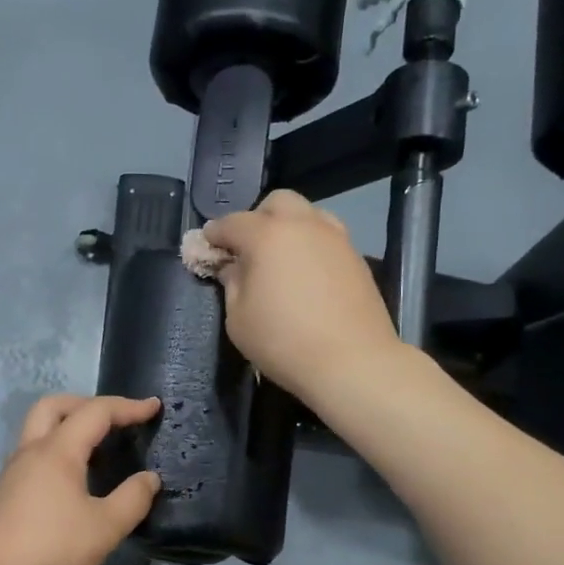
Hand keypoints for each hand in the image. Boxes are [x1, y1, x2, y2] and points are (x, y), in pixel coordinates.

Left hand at [0, 394, 162, 564]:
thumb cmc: (51, 550)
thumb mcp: (104, 528)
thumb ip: (132, 499)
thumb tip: (149, 478)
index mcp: (57, 451)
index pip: (95, 412)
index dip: (127, 407)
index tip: (153, 408)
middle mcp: (30, 452)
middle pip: (54, 407)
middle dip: (86, 404)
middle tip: (113, 419)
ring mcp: (12, 472)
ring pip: (38, 430)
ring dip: (68, 427)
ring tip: (97, 450)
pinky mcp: (5, 494)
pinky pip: (33, 456)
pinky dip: (57, 452)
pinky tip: (72, 481)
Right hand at [202, 190, 404, 399]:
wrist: (352, 362)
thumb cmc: (283, 342)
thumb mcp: (239, 319)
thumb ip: (232, 284)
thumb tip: (233, 267)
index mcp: (267, 236)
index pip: (232, 223)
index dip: (215, 233)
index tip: (207, 245)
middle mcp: (303, 225)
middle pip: (277, 203)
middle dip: (257, 218)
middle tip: (247, 249)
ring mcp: (336, 238)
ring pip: (308, 214)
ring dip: (289, 228)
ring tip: (281, 259)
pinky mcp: (357, 257)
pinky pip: (328, 238)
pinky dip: (311, 246)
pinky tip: (306, 275)